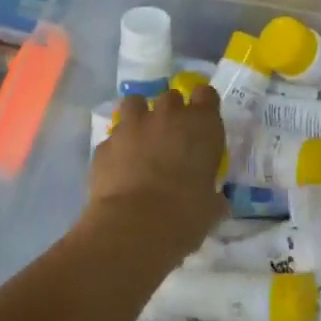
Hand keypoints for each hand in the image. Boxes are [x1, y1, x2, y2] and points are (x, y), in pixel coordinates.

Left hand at [86, 87, 226, 257]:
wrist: (134, 225)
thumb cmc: (185, 214)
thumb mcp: (210, 207)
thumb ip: (212, 195)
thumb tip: (214, 200)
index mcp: (202, 125)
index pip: (207, 95)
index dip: (204, 106)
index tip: (202, 121)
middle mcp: (167, 116)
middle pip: (171, 98)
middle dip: (172, 112)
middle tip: (172, 136)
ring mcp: (132, 126)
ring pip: (135, 103)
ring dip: (140, 116)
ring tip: (141, 138)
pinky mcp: (105, 143)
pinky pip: (113, 137)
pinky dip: (118, 147)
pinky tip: (119, 167)